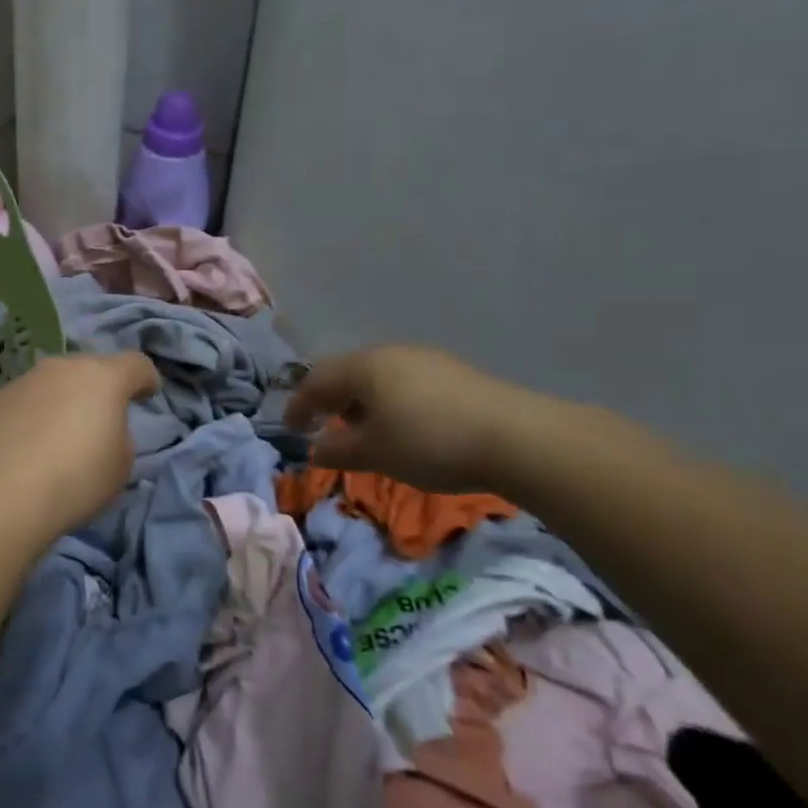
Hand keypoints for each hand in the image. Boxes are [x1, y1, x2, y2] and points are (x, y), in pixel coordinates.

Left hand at [0, 353, 159, 531]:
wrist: (0, 493)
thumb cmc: (75, 478)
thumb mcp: (120, 465)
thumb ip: (119, 437)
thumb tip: (102, 430)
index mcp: (103, 377)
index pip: (136, 364)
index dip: (146, 378)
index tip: (148, 393)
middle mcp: (61, 368)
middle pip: (90, 369)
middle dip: (99, 390)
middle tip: (100, 419)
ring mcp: (22, 381)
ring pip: (52, 384)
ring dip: (61, 402)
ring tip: (58, 437)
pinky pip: (22, 403)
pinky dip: (30, 418)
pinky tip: (25, 448)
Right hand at [284, 345, 546, 492]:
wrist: (516, 438)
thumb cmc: (429, 442)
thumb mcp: (374, 453)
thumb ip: (337, 450)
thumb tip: (316, 449)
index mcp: (365, 366)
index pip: (317, 379)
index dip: (299, 405)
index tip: (291, 430)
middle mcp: (392, 354)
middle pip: (348, 373)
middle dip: (330, 400)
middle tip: (322, 427)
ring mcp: (426, 360)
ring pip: (379, 378)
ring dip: (361, 403)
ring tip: (362, 431)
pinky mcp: (453, 375)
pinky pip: (405, 384)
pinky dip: (389, 403)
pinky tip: (402, 427)